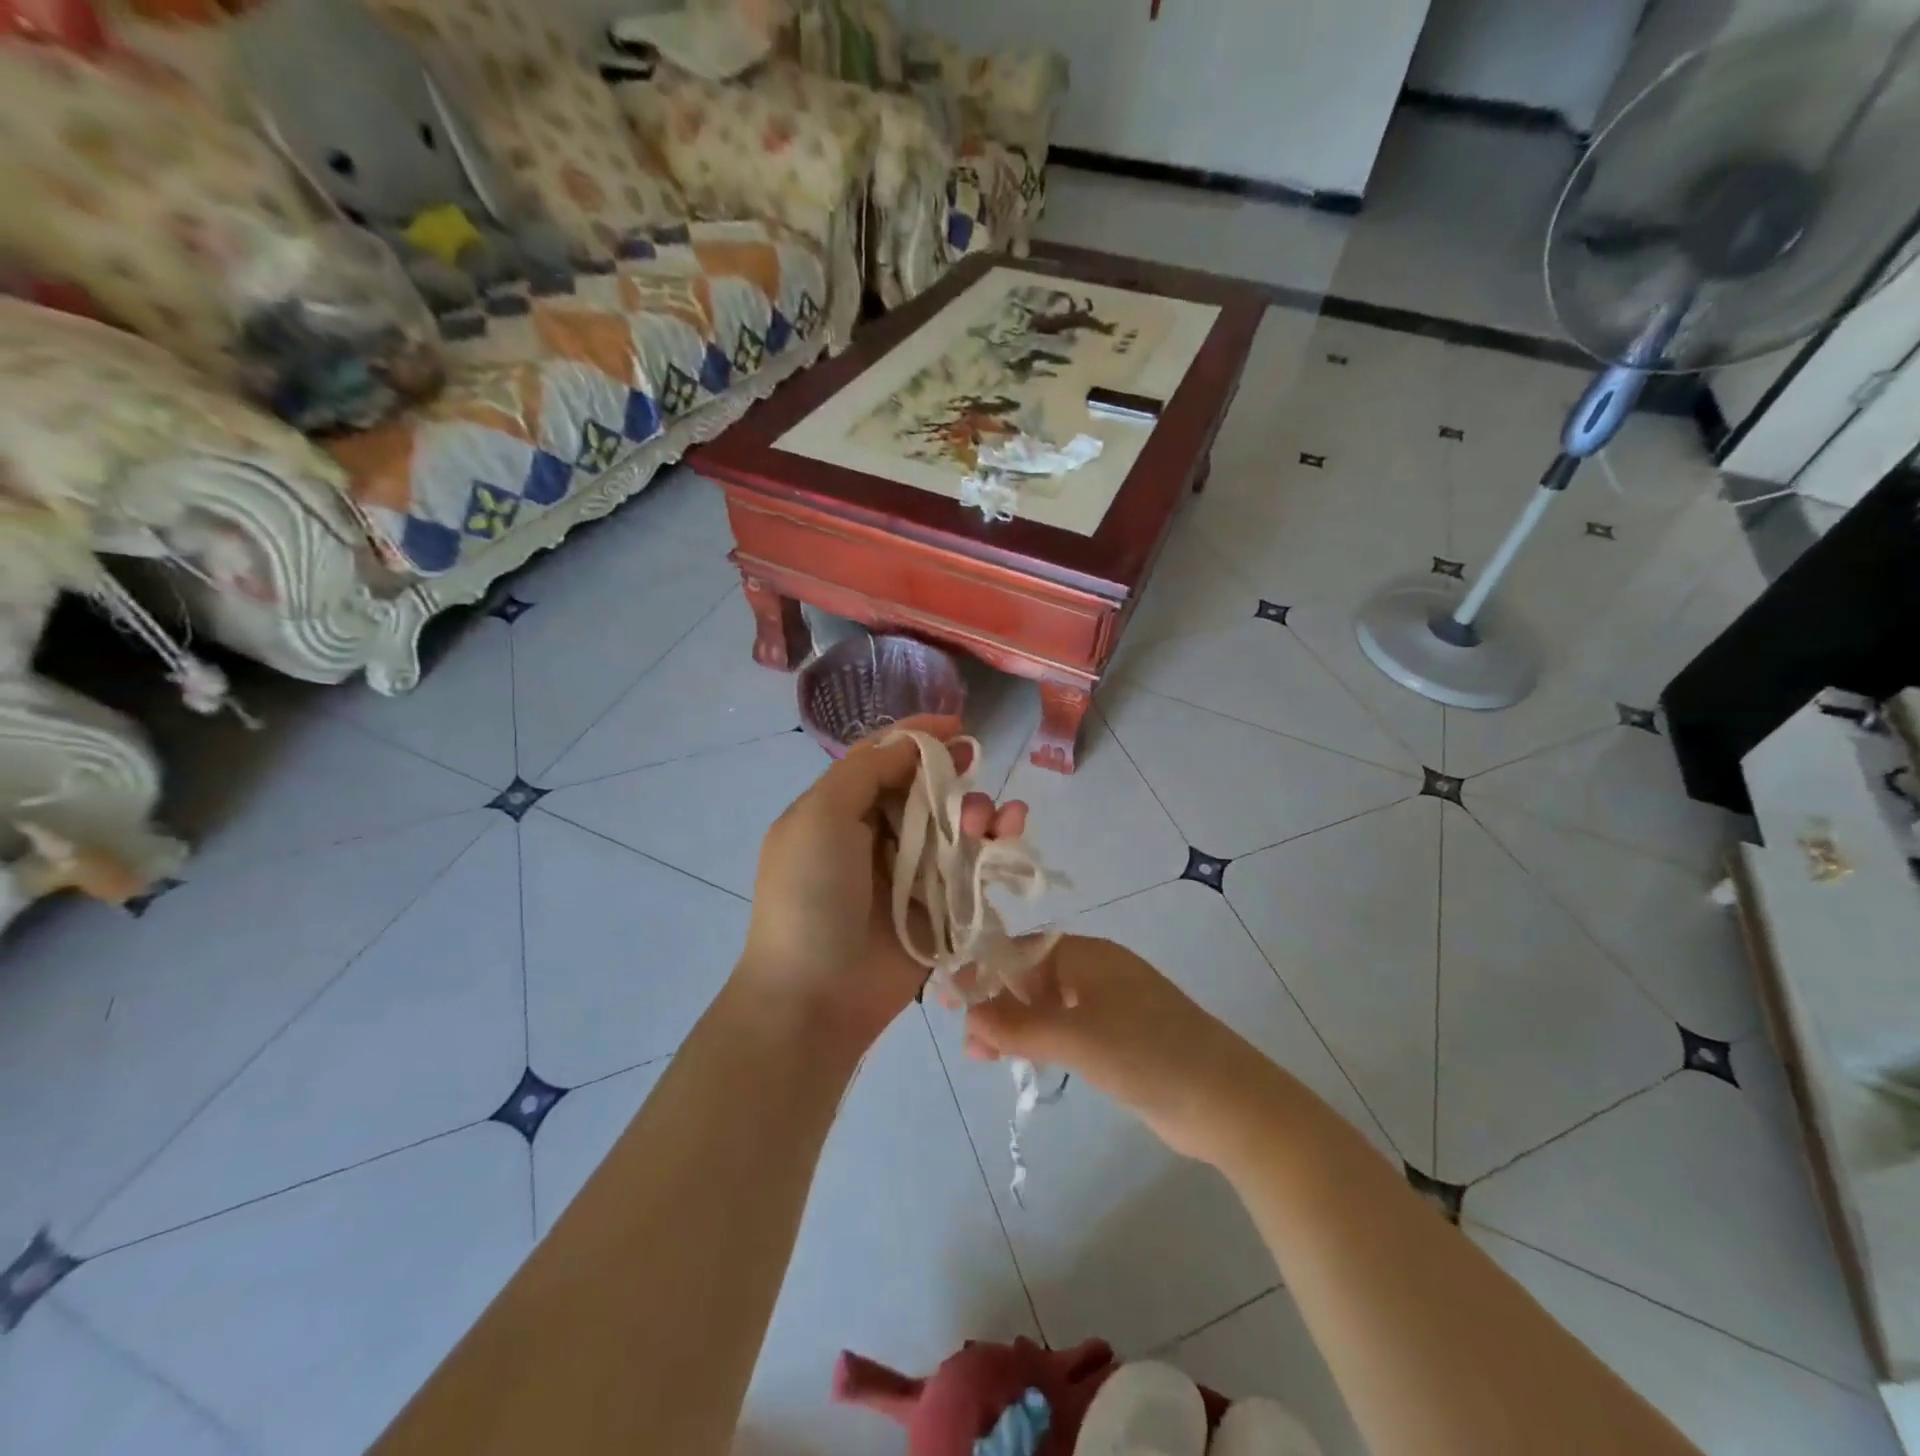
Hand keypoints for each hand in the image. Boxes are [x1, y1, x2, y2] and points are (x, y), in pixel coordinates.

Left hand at [739, 714, 1028, 1054]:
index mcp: (841, 810)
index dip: (918, 738)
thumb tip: (912, 744)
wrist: (816, 996)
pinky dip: (996, 844)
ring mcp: (911, 872)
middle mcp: (877, 835)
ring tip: (988, 821)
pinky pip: (975, 865)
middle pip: (927, 788)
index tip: (956, 724)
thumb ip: (867, 770)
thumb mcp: (821, 816)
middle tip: (973, 769)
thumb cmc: (811, 897)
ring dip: (978, 809)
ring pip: (956, 824)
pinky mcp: (942, 906)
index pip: (884, 758)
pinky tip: (1011, 832)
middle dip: (954, 775)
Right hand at [962, 935, 1261, 1161]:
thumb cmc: (1148, 1053)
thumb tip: (966, 1014)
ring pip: (1047, 1006)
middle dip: (995, 1003)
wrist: (1227, 1101)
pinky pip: (1066, 1030)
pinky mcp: (1120, 1039)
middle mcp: (1096, 972)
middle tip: (965, 1038)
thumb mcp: (1077, 1038)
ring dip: (1014, 1026)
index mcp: (1088, 955)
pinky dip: (1040, 1042)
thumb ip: (1018, 1027)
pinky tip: (1022, 1062)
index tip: (947, 996)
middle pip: (1031, 977)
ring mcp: (1110, 1006)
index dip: (982, 969)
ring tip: (982, 1057)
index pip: (1021, 950)